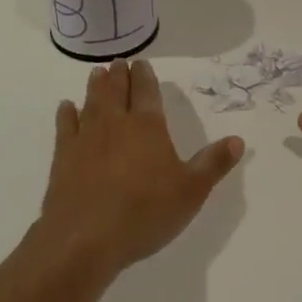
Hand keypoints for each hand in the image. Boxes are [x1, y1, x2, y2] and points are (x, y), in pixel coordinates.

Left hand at [36, 59, 243, 277]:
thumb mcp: (191, 191)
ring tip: (98, 74)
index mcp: (147, 127)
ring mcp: (85, 139)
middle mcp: (115, 124)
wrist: (84, 238)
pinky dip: (67, 113)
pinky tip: (67, 107)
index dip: (145, 76)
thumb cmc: (145, 212)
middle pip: (116, 91)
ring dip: (96, 86)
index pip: (146, 91)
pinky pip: (65, 126)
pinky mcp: (63, 158)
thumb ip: (214, 163)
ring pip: (91, 102)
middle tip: (119, 62)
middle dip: (119, 75)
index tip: (142, 63)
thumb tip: (238, 140)